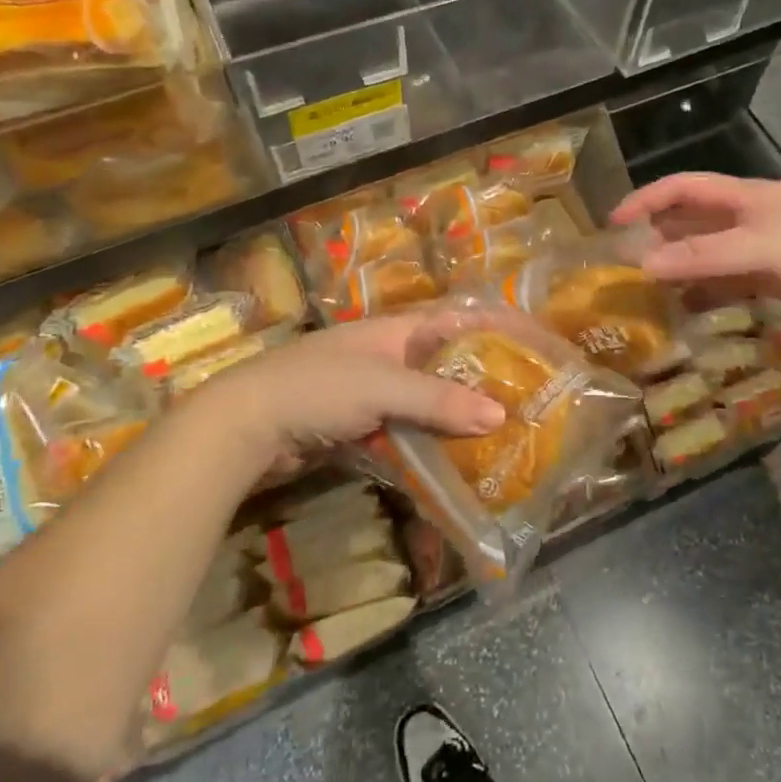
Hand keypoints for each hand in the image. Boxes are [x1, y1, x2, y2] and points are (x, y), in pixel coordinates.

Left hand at [193, 312, 506, 457]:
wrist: (245, 426)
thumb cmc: (318, 389)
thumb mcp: (383, 387)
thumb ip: (439, 400)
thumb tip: (500, 415)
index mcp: (396, 331)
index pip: (458, 320)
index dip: (496, 326)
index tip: (535, 342)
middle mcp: (388, 356)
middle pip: (446, 363)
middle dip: (483, 378)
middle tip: (526, 399)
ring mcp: (372, 392)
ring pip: (427, 401)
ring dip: (458, 416)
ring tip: (501, 434)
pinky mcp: (358, 426)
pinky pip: (406, 431)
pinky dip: (429, 442)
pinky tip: (454, 461)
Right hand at [609, 172, 780, 324]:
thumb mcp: (759, 248)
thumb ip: (702, 257)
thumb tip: (643, 266)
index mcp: (741, 197)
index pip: (680, 188)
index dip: (644, 201)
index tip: (612, 224)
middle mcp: (744, 218)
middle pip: (688, 223)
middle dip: (655, 240)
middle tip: (623, 268)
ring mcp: (758, 249)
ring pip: (704, 256)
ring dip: (677, 270)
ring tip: (645, 294)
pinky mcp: (772, 278)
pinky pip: (726, 282)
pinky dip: (703, 294)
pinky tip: (686, 312)